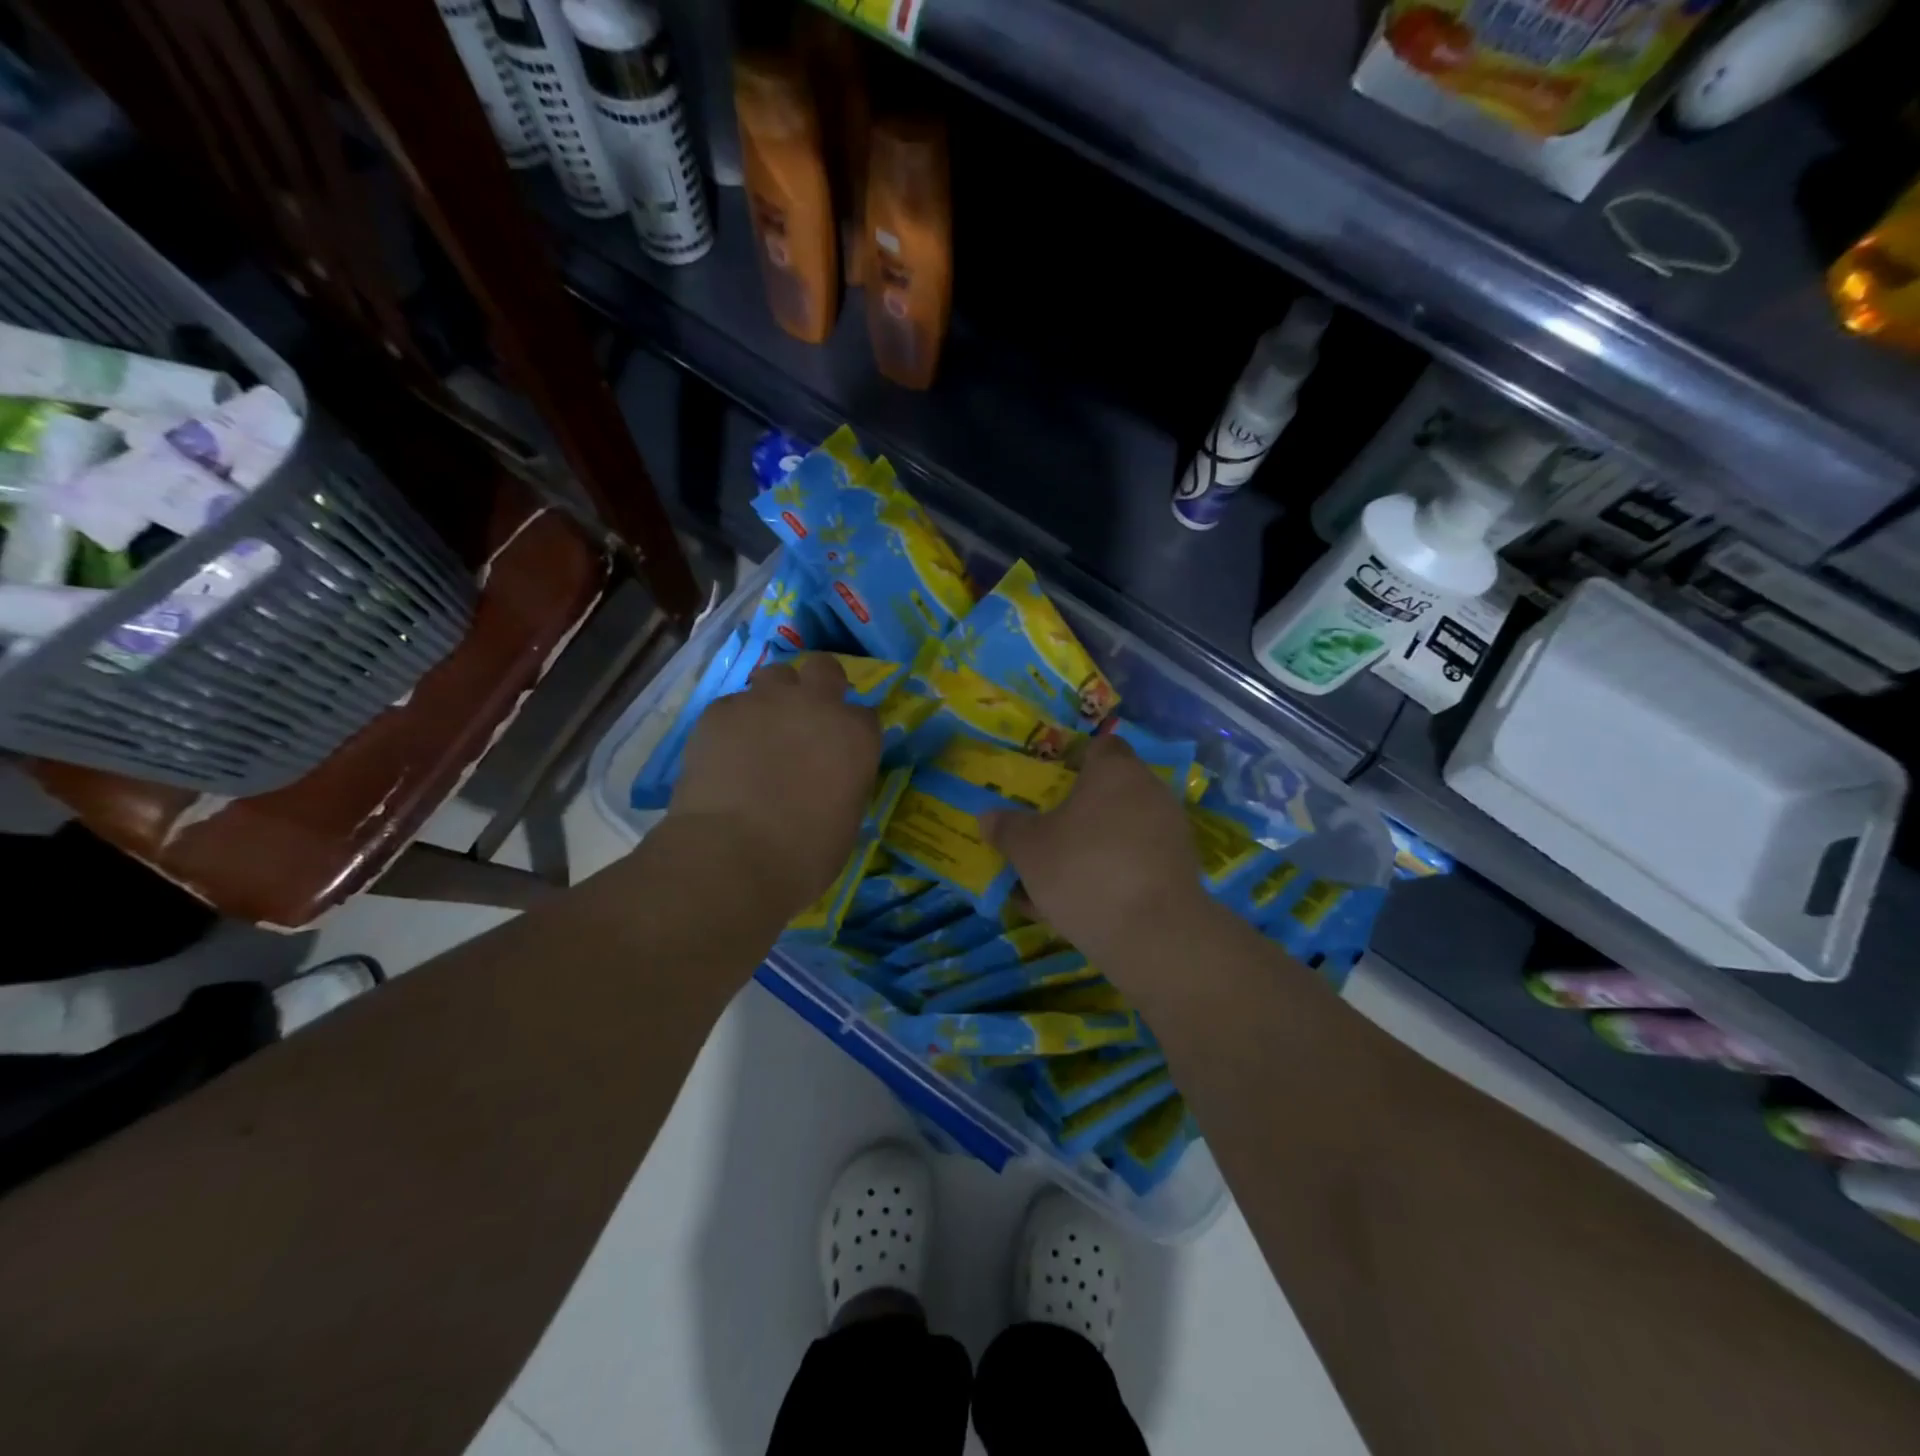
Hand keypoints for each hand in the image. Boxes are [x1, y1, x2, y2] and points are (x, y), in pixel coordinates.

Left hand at [669, 654, 881, 920]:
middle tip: (805, 718)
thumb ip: (844, 781)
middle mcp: (815, 705)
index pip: (865, 715)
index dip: (851, 732)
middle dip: (818, 685)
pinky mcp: (719, 710)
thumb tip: (829, 779)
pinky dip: (733, 724)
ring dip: (773, 698)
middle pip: (824, 668)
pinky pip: (732, 705)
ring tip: (760, 733)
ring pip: (774, 676)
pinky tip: (724, 754)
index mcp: (856, 735)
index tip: (841, 752)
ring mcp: (765, 702)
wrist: (732, 855)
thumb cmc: (804, 854)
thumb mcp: (846, 818)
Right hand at [983, 736, 1214, 972]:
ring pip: (1121, 831)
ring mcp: (1171, 832)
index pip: (1100, 746)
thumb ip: (1008, 829)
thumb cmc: (1083, 869)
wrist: (1153, 934)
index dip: (1074, 761)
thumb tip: (988, 817)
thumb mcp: (1029, 849)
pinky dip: (1112, 876)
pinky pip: (1136, 863)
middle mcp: (1150, 792)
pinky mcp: (1180, 871)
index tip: (1050, 785)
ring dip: (1092, 847)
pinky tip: (1080, 906)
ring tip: (1055, 878)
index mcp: (1115, 771)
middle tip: (1046, 832)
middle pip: (1110, 792)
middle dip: (1078, 811)